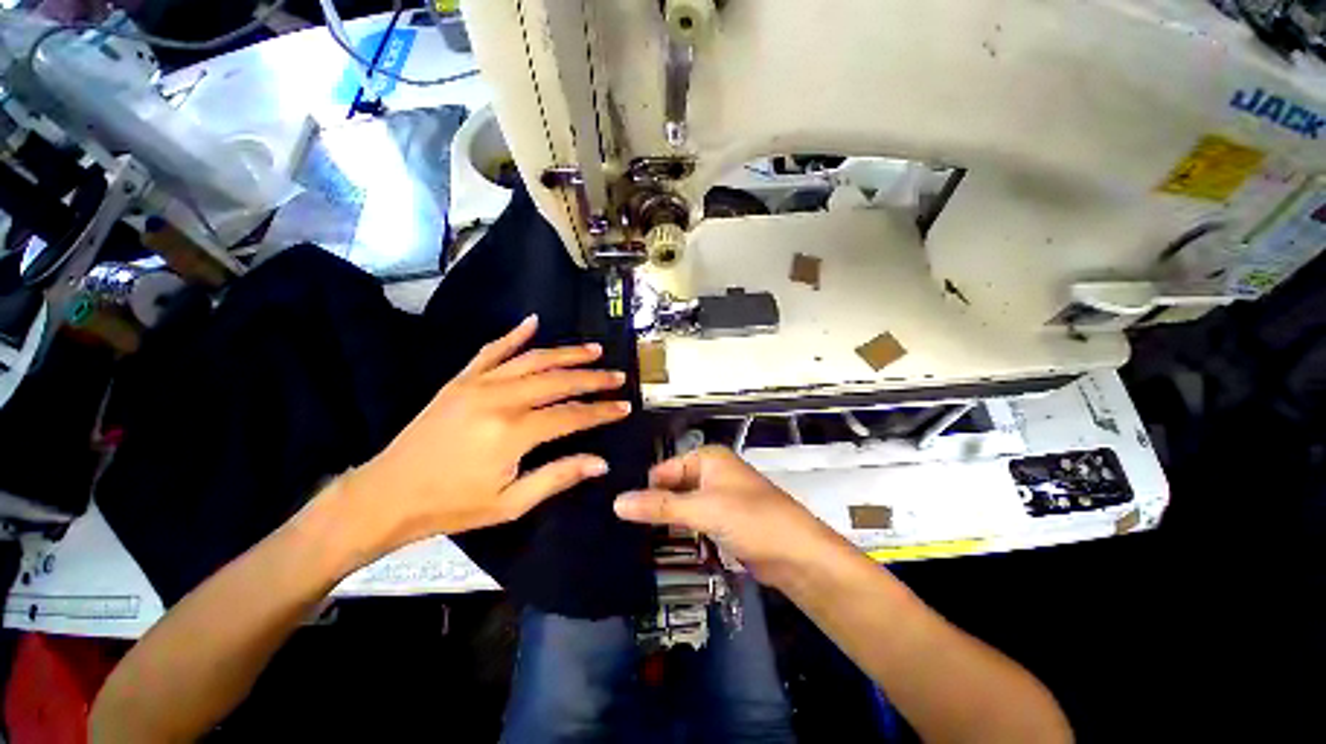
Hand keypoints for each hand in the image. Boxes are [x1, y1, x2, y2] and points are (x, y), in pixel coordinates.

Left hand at [339, 315, 630, 554]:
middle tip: (618, 376)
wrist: (387, 494)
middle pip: (558, 381)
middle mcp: (499, 399)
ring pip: (533, 360)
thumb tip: (600, 462)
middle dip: (593, 378)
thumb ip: (558, 477)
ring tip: (593, 350)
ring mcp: (478, 384)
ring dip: (567, 353)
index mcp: (513, 432)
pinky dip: (514, 335)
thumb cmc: (452, 505)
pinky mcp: (461, 379)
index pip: (572, 415)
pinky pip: (492, 350)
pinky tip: (533, 322)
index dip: (601, 411)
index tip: (625, 406)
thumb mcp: (510, 503)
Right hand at [613, 445, 843, 585]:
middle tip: (621, 528)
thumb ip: (660, 507)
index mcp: (707, 458)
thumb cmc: (752, 519)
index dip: (643, 488)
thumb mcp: (703, 509)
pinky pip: (693, 521)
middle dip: (653, 506)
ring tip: (632, 539)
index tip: (618, 511)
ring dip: (665, 521)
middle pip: (671, 487)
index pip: (663, 469)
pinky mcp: (723, 521)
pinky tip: (659, 545)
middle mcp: (711, 472)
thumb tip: (616, 502)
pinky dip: (680, 531)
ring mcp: (718, 497)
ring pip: (681, 506)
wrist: (797, 554)